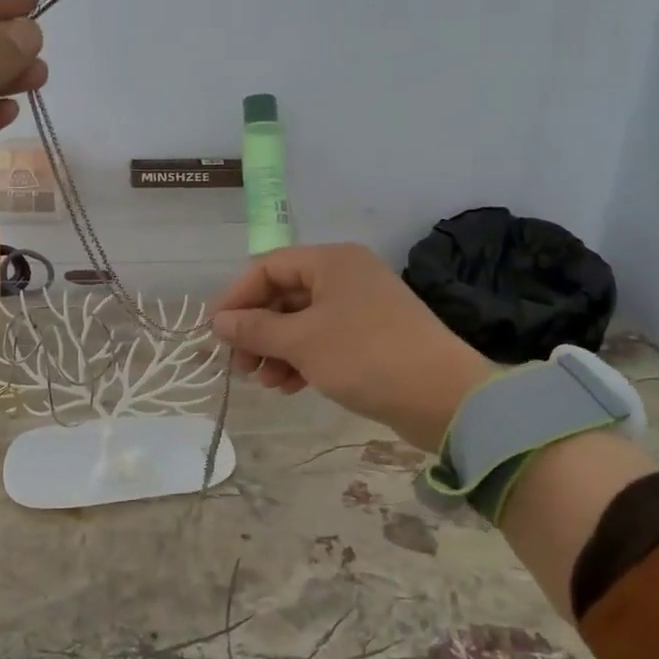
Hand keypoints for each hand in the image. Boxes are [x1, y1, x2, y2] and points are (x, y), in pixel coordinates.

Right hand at [210, 244, 496, 450]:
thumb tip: (219, 322)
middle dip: (258, 330)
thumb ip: (256, 329)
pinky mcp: (373, 338)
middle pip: (285, 295)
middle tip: (240, 364)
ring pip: (303, 321)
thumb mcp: (301, 341)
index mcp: (331, 261)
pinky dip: (302, 359)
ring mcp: (362, 307)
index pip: (269, 267)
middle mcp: (347, 276)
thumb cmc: (364, 355)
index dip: (238, 297)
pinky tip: (289, 387)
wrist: (443, 397)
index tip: (215, 332)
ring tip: (264, 382)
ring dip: (277, 349)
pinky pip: (324, 340)